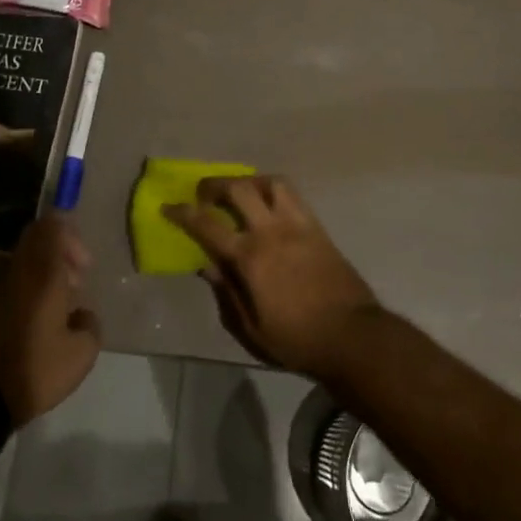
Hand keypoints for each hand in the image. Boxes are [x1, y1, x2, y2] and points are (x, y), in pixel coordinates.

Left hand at [0, 214, 101, 426]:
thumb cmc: (39, 368)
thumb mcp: (82, 352)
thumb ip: (91, 324)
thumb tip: (83, 315)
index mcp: (45, 274)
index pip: (51, 227)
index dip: (70, 233)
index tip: (85, 261)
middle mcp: (22, 272)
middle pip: (37, 235)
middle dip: (62, 246)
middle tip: (79, 273)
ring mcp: (5, 287)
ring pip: (28, 256)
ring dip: (50, 265)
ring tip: (68, 295)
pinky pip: (20, 276)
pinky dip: (37, 282)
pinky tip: (51, 312)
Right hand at [166, 176, 381, 380]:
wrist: (352, 336)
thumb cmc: (296, 340)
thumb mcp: (251, 328)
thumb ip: (226, 292)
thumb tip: (207, 264)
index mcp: (250, 257)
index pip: (207, 225)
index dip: (183, 213)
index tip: (168, 207)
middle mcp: (271, 231)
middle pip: (238, 189)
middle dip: (215, 185)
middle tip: (203, 193)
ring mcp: (297, 224)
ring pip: (269, 182)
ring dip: (248, 181)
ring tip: (239, 192)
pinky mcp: (317, 227)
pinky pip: (293, 195)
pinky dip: (274, 190)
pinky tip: (269, 203)